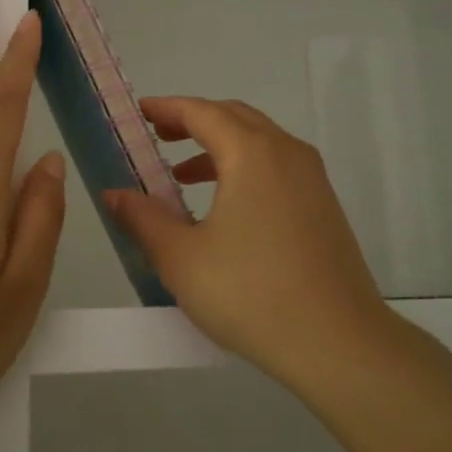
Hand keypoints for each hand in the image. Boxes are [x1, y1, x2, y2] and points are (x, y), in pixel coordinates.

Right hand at [104, 98, 388, 386]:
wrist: (337, 343)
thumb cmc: (250, 293)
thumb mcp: (181, 258)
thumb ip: (143, 218)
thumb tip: (114, 194)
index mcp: (252, 154)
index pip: (202, 112)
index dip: (168, 108)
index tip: (140, 112)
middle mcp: (287, 153)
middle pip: (235, 118)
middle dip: (194, 121)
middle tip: (159, 136)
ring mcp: (312, 180)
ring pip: (260, 143)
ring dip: (220, 148)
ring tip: (183, 176)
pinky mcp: (324, 207)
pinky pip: (277, 168)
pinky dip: (244, 169)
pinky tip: (225, 208)